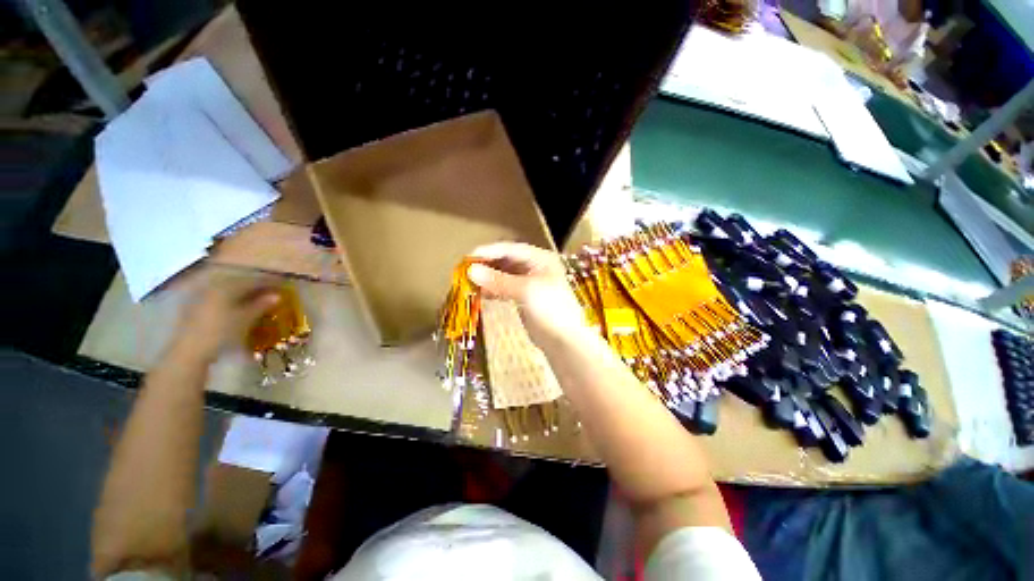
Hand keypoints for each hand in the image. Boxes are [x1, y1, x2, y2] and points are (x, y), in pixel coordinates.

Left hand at [172, 277, 281, 361]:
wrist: (189, 350)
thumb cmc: (220, 332)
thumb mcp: (245, 319)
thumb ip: (261, 305)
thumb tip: (277, 295)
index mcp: (226, 286)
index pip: (253, 280)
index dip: (269, 281)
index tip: (284, 284)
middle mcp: (213, 286)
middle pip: (240, 283)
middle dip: (257, 286)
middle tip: (272, 291)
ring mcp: (203, 296)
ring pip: (229, 289)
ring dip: (245, 293)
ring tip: (258, 298)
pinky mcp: (197, 306)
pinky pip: (220, 297)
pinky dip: (233, 299)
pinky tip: (239, 305)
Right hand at [467, 243, 586, 344]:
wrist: (564, 340)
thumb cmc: (550, 309)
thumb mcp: (526, 290)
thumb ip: (498, 280)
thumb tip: (471, 271)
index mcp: (540, 258)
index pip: (510, 249)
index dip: (489, 252)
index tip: (467, 259)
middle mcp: (535, 266)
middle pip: (506, 261)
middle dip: (487, 265)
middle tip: (465, 272)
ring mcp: (529, 282)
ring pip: (504, 275)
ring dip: (488, 278)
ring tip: (470, 283)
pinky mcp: (524, 297)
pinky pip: (505, 288)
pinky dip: (493, 290)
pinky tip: (481, 294)